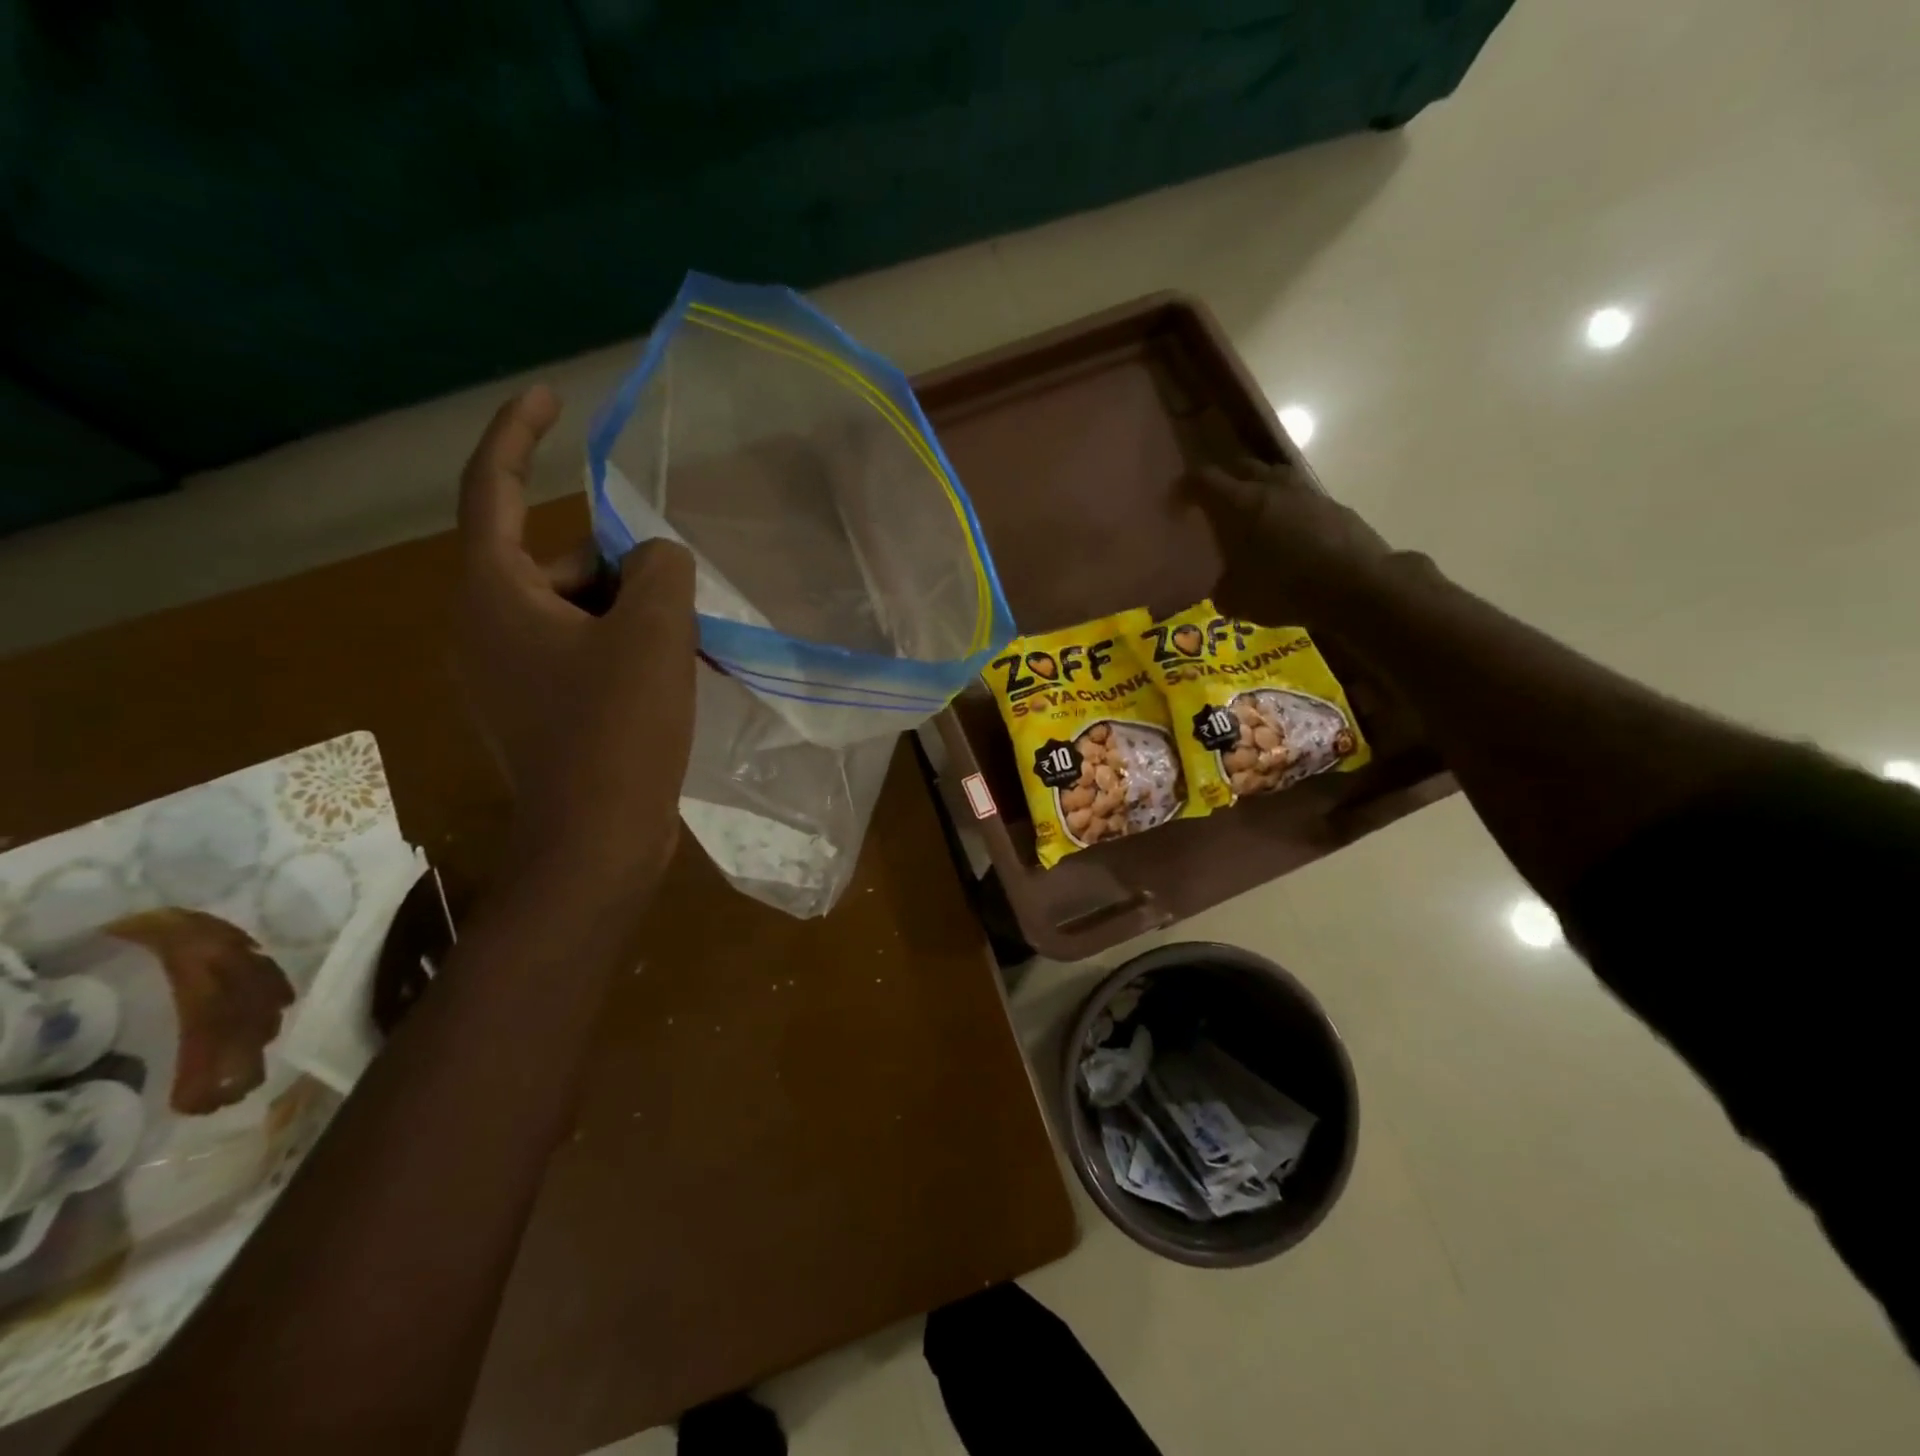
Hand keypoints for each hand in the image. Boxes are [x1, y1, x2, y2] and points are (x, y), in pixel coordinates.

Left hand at [455, 386, 696, 896]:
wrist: (597, 843)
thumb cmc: (618, 731)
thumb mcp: (654, 632)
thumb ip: (662, 568)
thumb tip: (657, 560)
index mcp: (494, 595)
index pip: (493, 489)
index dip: (519, 434)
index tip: (551, 397)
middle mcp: (485, 628)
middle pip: (557, 562)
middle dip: (620, 566)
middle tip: (680, 596)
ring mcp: (511, 676)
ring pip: (577, 612)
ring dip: (634, 614)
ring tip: (689, 642)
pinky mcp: (540, 712)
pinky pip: (584, 653)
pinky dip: (626, 650)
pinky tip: (672, 675)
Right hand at [1188, 458, 1395, 626]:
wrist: (1357, 586)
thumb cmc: (1284, 589)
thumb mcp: (1237, 600)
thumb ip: (1223, 589)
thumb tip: (1223, 587)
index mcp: (1239, 504)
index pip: (1202, 480)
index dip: (1184, 489)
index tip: (1176, 504)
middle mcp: (1271, 487)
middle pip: (1241, 468)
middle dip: (1224, 482)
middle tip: (1215, 506)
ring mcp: (1307, 493)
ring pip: (1275, 478)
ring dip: (1260, 490)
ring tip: (1254, 516)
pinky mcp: (1334, 507)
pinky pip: (1301, 499)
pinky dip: (1289, 511)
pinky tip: (1289, 536)